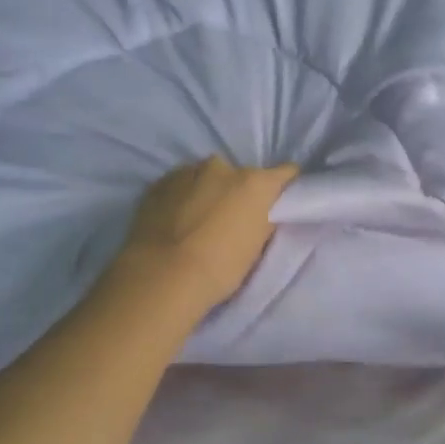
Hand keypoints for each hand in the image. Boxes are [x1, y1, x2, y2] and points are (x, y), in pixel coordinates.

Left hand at [110, 157, 299, 316]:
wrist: (163, 276)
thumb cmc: (220, 268)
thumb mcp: (256, 246)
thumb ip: (262, 220)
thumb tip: (262, 212)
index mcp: (254, 183)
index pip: (285, 173)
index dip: (284, 187)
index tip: (278, 201)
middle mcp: (222, 167)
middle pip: (240, 175)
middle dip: (237, 192)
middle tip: (229, 219)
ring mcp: (187, 171)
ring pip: (205, 177)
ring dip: (207, 192)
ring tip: (197, 221)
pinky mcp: (158, 183)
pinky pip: (179, 185)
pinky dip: (181, 198)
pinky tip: (174, 221)